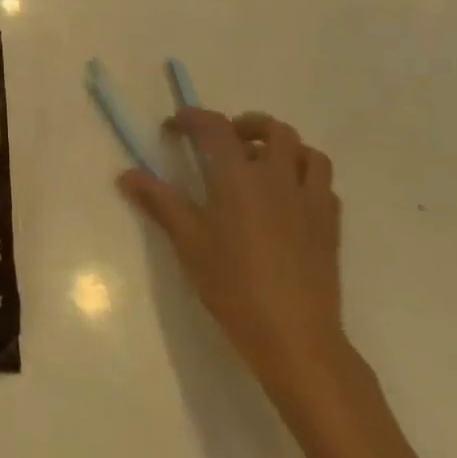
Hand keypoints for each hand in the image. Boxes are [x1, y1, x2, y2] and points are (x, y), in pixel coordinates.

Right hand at [120, 109, 344, 392]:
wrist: (296, 339)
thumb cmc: (234, 285)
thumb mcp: (188, 242)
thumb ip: (159, 201)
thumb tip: (126, 175)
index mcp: (239, 175)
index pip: (215, 127)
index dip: (193, 118)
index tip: (175, 126)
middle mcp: (277, 177)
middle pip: (273, 129)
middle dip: (247, 125)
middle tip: (226, 141)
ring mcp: (310, 201)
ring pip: (307, 153)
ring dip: (284, 149)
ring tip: (263, 165)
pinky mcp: (330, 227)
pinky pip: (324, 186)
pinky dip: (306, 179)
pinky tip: (289, 199)